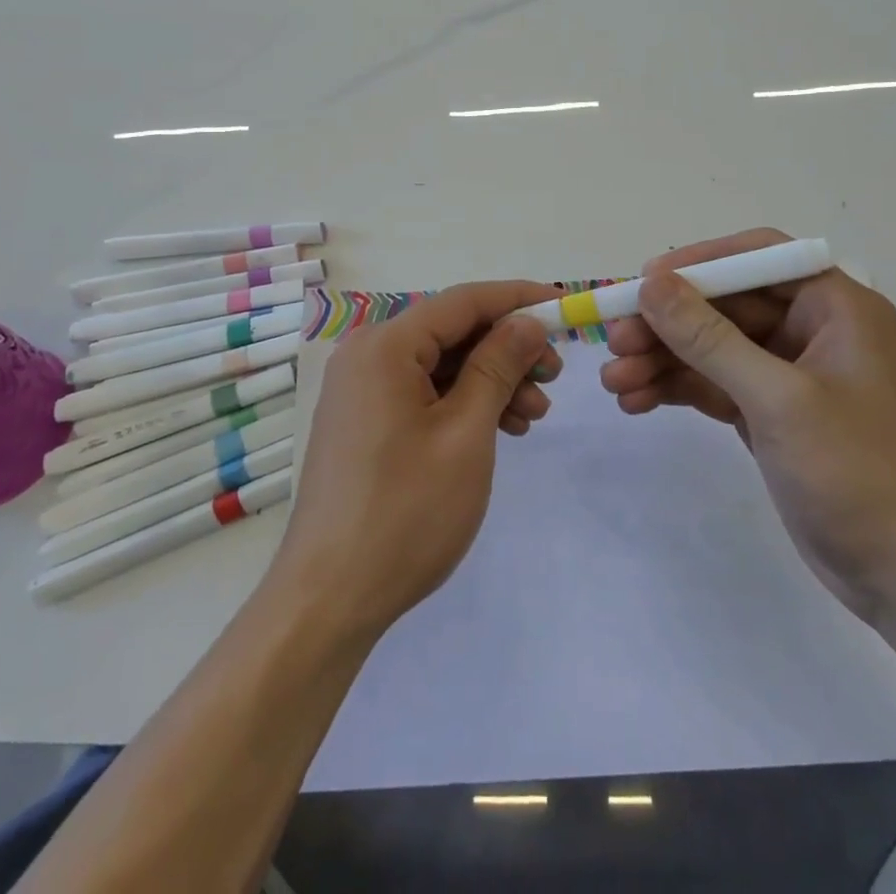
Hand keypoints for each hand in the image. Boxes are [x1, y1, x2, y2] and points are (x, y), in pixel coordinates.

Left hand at [270, 281, 561, 640]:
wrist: (330, 596)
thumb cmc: (406, 512)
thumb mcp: (466, 433)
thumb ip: (497, 366)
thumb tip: (527, 322)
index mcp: (384, 345)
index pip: (463, 301)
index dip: (518, 298)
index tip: (566, 306)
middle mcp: (366, 354)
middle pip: (450, 331)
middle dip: (507, 349)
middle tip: (554, 376)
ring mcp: (360, 388)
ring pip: (439, 364)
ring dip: (489, 380)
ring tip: (533, 414)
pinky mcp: (362, 419)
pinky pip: (421, 391)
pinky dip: (461, 402)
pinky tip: (498, 427)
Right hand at [601, 229, 895, 621]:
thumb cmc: (859, 474)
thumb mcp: (777, 399)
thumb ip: (709, 338)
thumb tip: (652, 283)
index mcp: (835, 308)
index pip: (757, 258)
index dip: (697, 264)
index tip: (642, 283)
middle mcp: (812, 330)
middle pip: (724, 305)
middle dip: (667, 324)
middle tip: (614, 342)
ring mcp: (790, 375)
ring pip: (712, 348)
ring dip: (662, 360)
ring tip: (614, 382)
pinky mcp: (772, 414)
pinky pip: (714, 385)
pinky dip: (677, 389)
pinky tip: (636, 402)